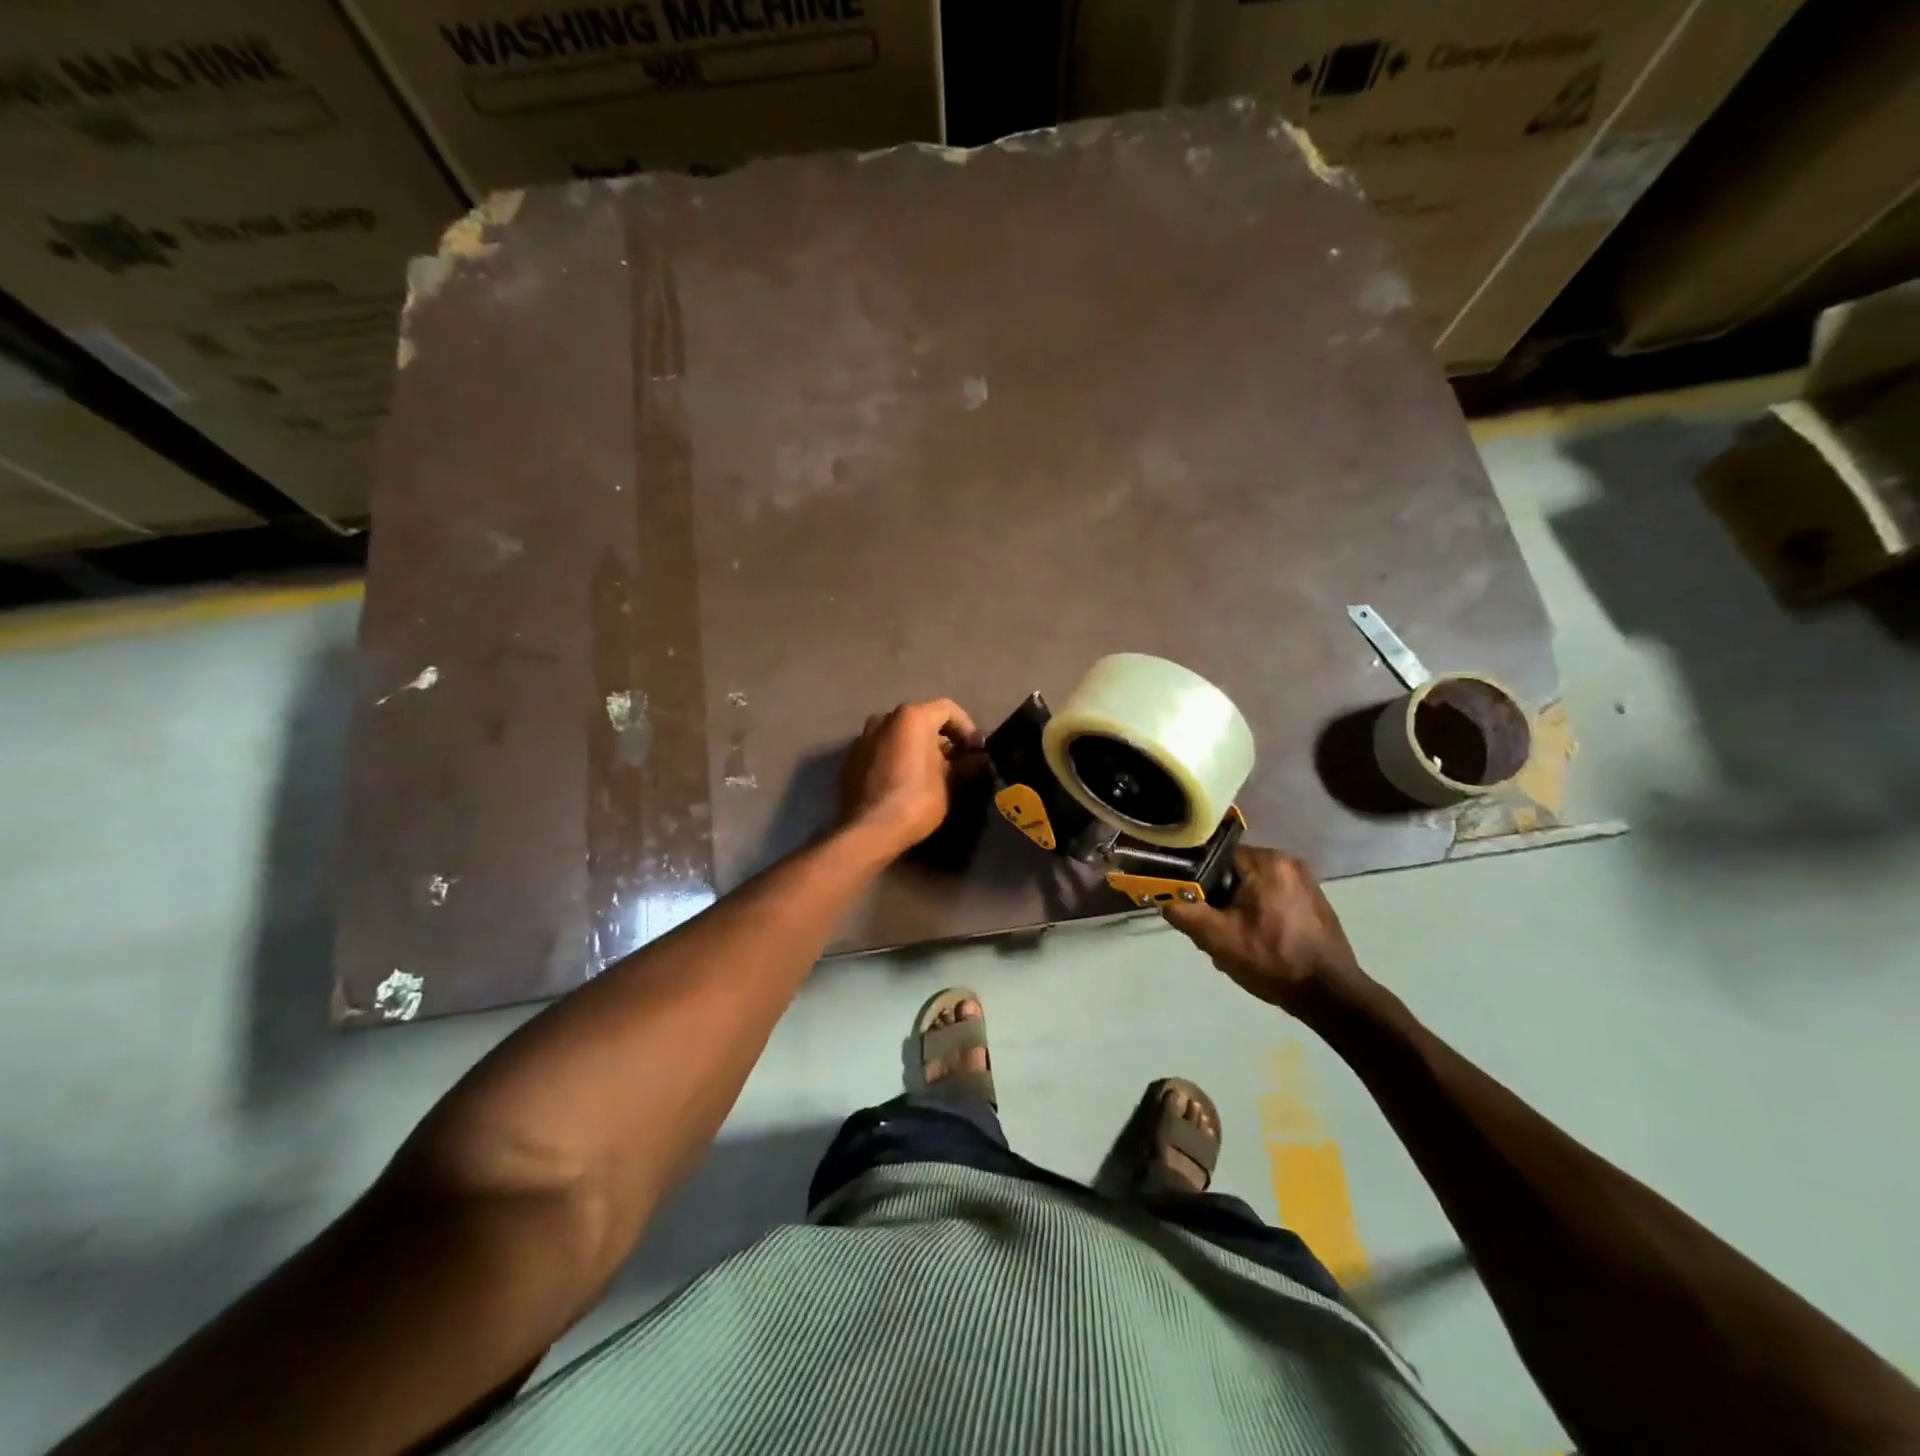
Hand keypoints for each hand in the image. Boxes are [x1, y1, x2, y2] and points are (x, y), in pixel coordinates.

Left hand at [839, 699, 980, 855]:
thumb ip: (969, 765)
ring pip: (899, 736)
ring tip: (930, 774)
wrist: (869, 830)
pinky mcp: (851, 760)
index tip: (976, 753)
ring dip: (918, 749)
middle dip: (942, 740)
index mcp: (911, 717)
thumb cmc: (916, 800)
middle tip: (957, 764)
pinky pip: (882, 751)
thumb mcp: (951, 783)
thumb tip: (981, 760)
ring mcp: (863, 739)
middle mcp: (884, 719)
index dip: (967, 729)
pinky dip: (897, 759)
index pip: (948, 710)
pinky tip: (904, 783)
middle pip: (922, 721)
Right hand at [1161, 846, 1369, 1016]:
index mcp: (1265, 862)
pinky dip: (1261, 915)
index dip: (1199, 882)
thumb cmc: (1271, 959)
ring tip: (1236, 941)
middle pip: (1235, 873)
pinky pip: (1274, 899)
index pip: (1216, 857)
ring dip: (1239, 910)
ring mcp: (1306, 882)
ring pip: (1253, 888)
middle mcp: (1288, 862)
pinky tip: (1259, 943)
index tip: (1195, 908)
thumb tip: (1164, 899)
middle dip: (1220, 900)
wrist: (1330, 995)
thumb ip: (1183, 912)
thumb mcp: (1216, 938)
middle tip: (1214, 930)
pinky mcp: (1315, 902)